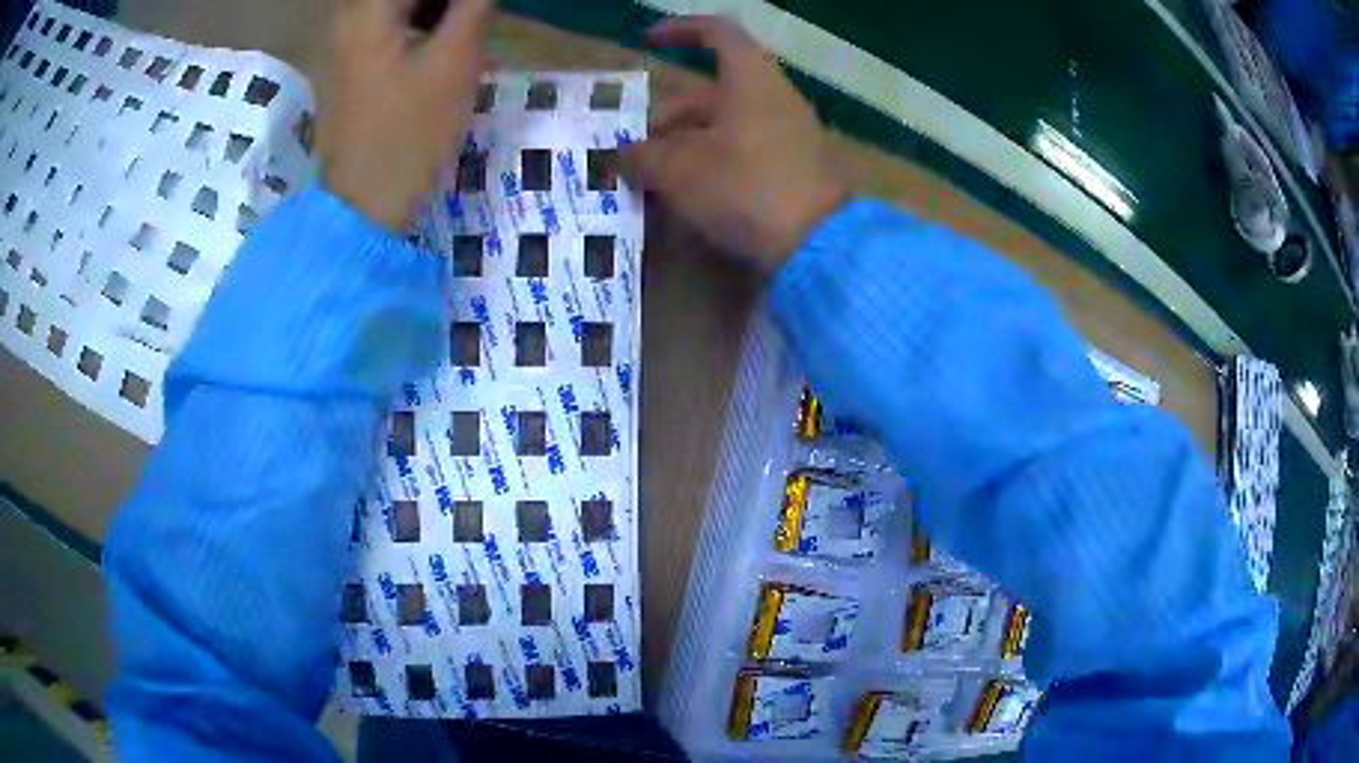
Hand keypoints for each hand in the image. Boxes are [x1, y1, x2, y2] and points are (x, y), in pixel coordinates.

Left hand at [319, 0, 494, 231]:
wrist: (364, 203)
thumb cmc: (409, 132)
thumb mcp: (454, 61)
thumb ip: (473, 5)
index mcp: (368, 11)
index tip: (479, 11)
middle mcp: (348, 19)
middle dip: (449, 4)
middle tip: (477, 18)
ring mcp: (345, 45)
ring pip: (398, 9)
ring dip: (438, 13)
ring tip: (470, 27)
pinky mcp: (350, 67)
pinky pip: (389, 28)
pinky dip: (421, 28)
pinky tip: (445, 44)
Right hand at [623, 17, 848, 270]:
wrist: (817, 244)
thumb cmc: (743, 188)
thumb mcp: (679, 170)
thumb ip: (643, 156)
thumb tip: (626, 154)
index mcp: (750, 79)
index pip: (716, 33)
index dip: (680, 31)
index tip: (648, 42)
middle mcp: (773, 97)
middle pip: (710, 92)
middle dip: (666, 117)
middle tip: (634, 151)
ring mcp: (789, 134)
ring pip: (724, 125)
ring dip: (684, 144)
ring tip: (652, 178)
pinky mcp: (795, 167)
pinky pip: (744, 150)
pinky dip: (712, 161)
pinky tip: (688, 194)